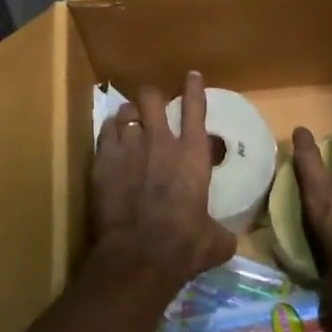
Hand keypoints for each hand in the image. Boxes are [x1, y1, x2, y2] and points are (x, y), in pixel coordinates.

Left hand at [91, 71, 236, 300]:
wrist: (138, 256)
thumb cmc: (183, 246)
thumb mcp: (214, 241)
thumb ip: (220, 232)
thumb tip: (228, 239)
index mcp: (192, 155)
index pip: (195, 109)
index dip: (194, 89)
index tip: (192, 75)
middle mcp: (160, 141)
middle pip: (152, 98)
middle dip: (151, 98)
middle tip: (151, 107)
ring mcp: (129, 147)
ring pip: (126, 111)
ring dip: (129, 115)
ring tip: (128, 123)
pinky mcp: (103, 160)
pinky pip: (105, 131)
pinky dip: (109, 132)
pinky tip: (110, 140)